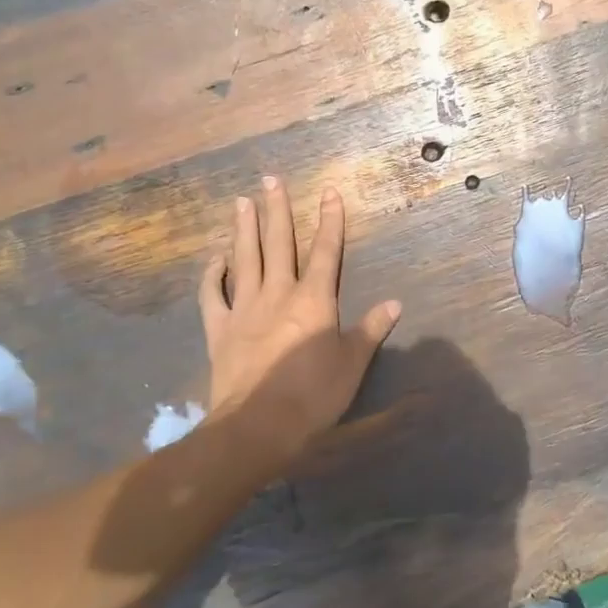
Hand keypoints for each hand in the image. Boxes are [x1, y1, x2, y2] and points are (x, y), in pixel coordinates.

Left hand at [200, 179, 400, 472]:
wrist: (256, 427)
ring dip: (244, 229)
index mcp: (313, 299)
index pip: (325, 251)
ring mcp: (244, 309)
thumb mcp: (352, 364)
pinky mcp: (219, 330)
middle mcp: (278, 294)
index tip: (329, 191)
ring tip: (242, 201)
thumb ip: (370, 330)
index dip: (329, 220)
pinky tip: (216, 258)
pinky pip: (212, 295)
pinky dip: (212, 274)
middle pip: (278, 243)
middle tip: (271, 179)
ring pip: (244, 259)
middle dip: (277, 210)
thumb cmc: (313, 396)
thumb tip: (394, 303)